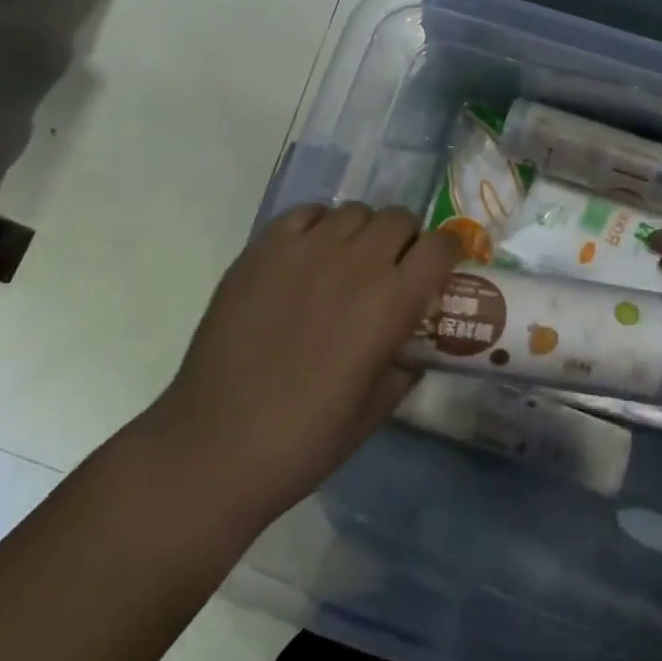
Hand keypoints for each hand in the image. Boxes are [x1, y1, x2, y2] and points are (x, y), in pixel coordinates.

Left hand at [146, 203, 462, 526]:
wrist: (214, 448)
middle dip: (405, 240)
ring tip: (345, 263)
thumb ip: (405, 364)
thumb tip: (415, 342)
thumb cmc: (305, 440)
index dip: (447, 252)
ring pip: (354, 211)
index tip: (440, 268)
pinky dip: (317, 226)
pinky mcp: (263, 250)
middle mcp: (356, 263)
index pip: (441, 245)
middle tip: (390, 269)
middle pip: (399, 218)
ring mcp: (306, 250)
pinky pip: (305, 213)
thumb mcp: (376, 409)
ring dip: (362, 232)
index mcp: (392, 302)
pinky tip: (307, 258)